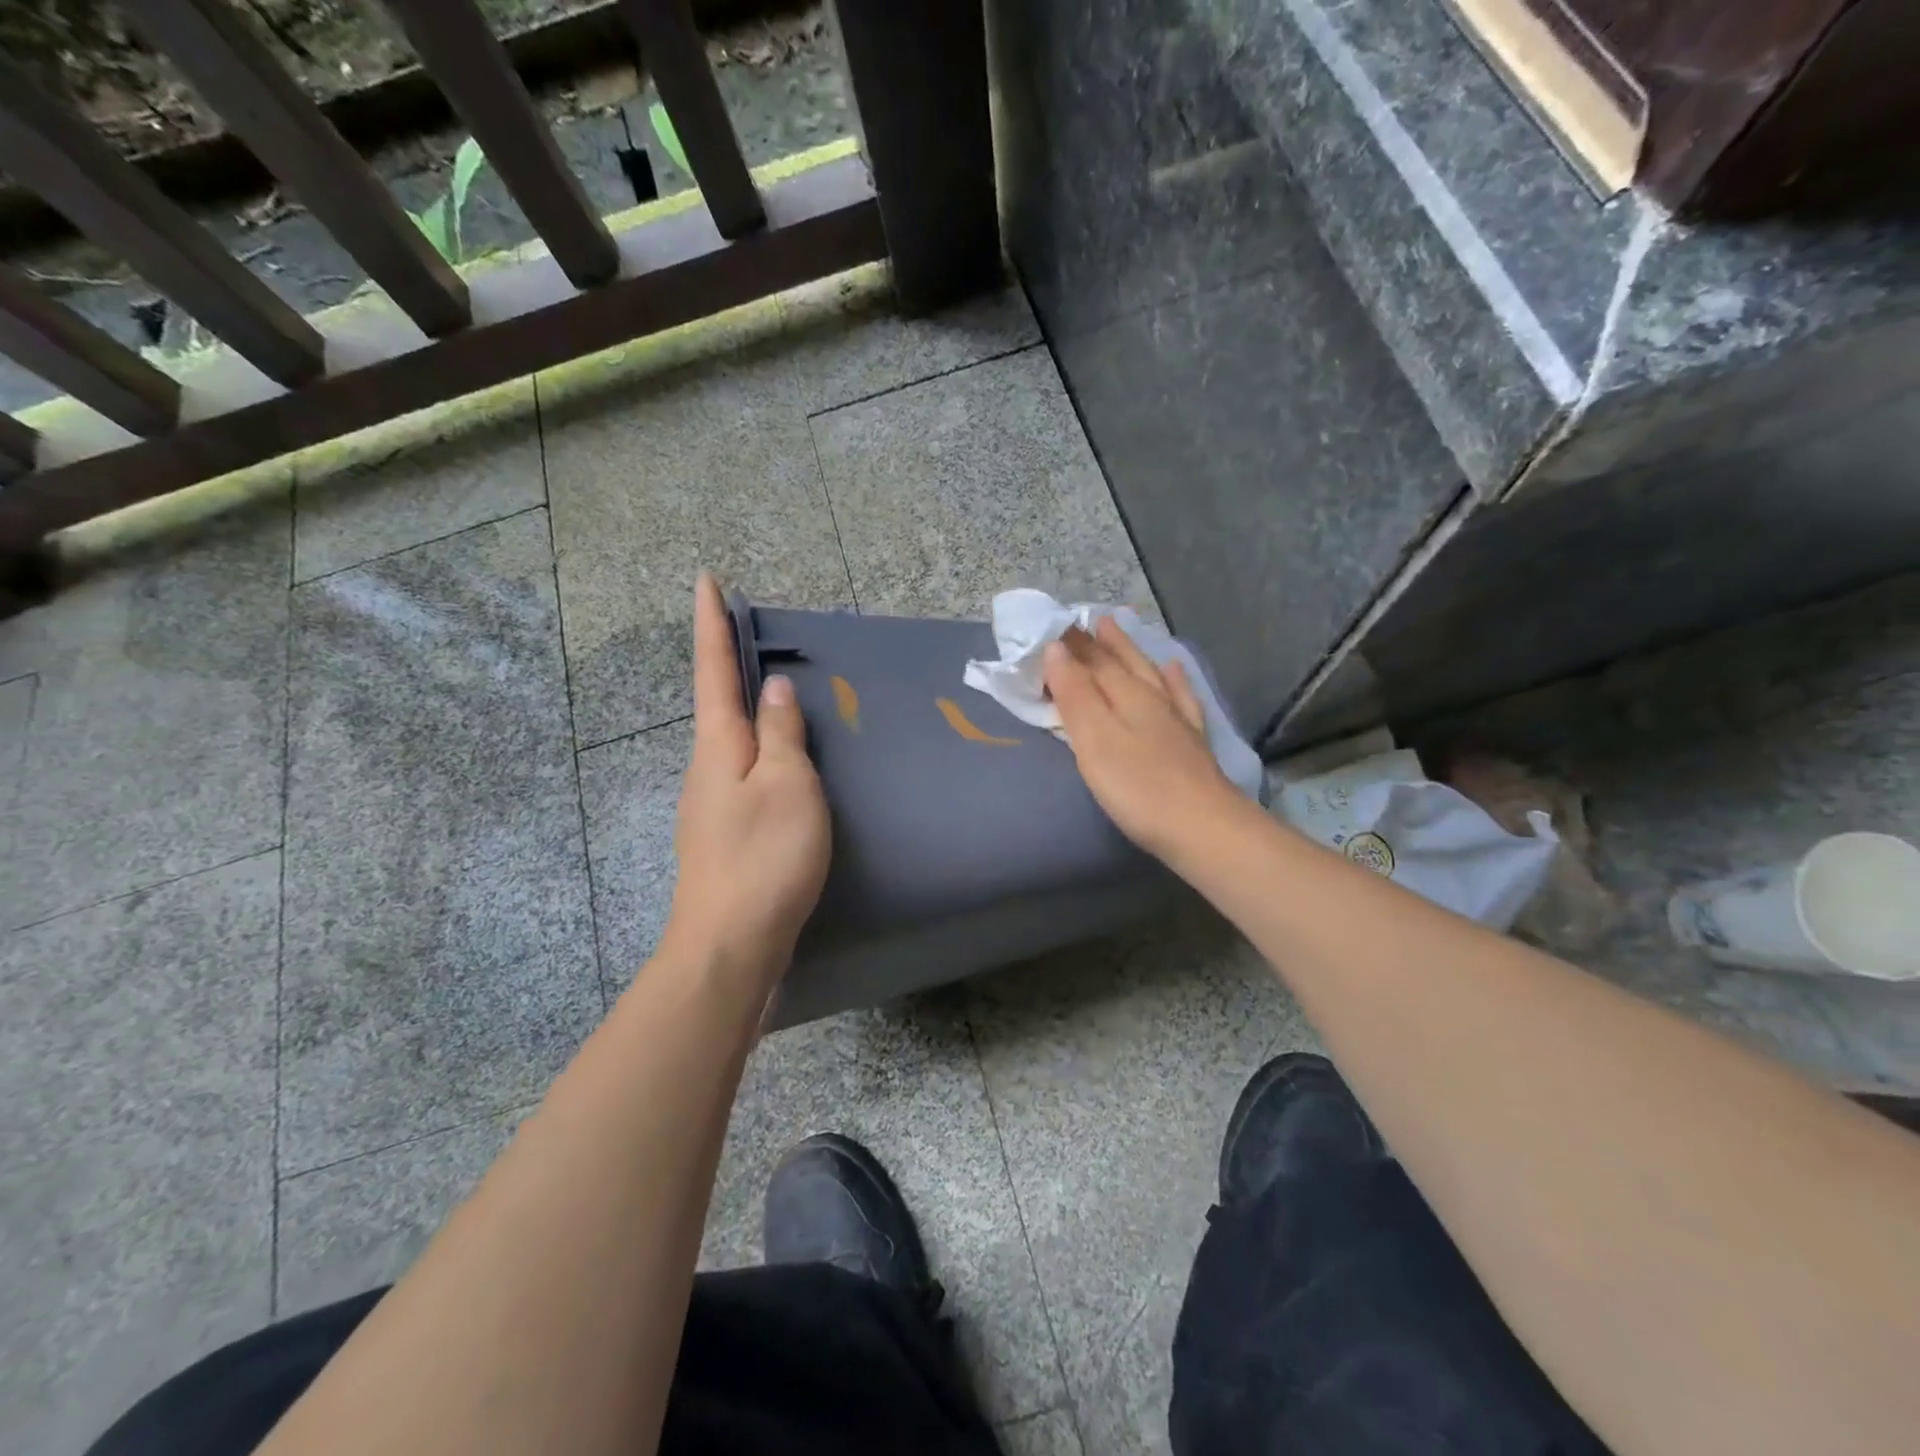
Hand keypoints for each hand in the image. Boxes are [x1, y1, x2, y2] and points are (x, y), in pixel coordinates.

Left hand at [658, 574, 830, 990]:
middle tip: (750, 631)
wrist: (731, 944)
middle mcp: (707, 768)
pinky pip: (746, 774)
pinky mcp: (726, 834)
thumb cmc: (764, 857)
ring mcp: (712, 804)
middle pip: (718, 704)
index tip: (705, 580)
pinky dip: (763, 752)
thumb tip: (774, 690)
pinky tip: (785, 765)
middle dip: (728, 663)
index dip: (712, 624)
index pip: (713, 670)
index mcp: (719, 746)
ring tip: (778, 693)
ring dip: (749, 710)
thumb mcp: (787, 786)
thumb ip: (781, 734)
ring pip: (734, 742)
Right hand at [1043, 618, 1241, 860]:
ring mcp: (1176, 719)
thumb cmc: (1139, 786)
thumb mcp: (1094, 739)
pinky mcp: (1192, 743)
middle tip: (1083, 620)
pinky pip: (1182, 698)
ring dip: (1131, 652)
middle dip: (1100, 642)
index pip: (1093, 660)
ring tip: (1118, 630)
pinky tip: (1174, 669)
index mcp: (1126, 694)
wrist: (1204, 828)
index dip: (1071, 644)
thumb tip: (1055, 648)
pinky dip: (1175, 680)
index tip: (1052, 624)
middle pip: (1122, 663)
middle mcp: (1152, 698)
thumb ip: (1075, 694)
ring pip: (1150, 674)